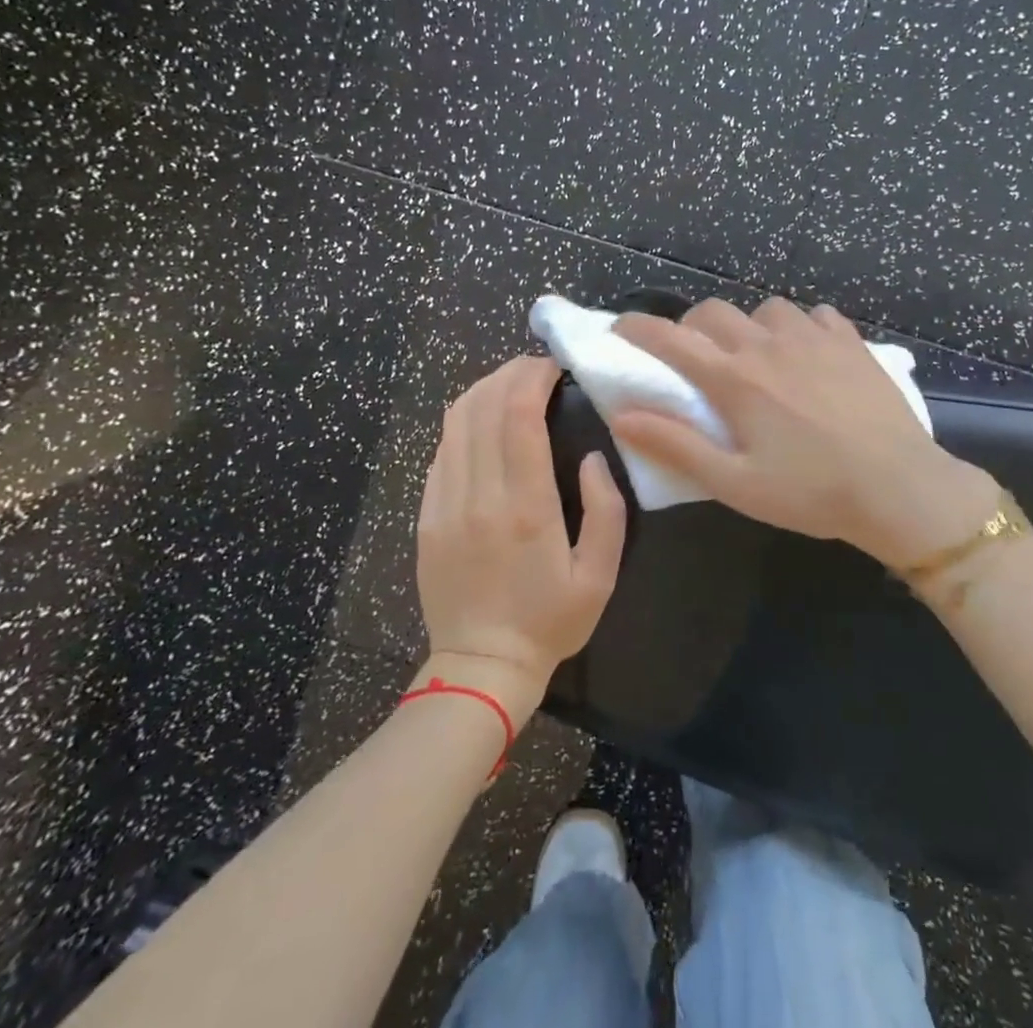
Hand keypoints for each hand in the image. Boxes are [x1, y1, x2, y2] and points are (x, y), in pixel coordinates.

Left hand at [416, 357, 626, 712]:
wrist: (481, 666)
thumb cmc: (550, 621)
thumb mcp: (600, 574)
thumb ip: (606, 509)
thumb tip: (592, 456)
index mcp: (525, 507)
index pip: (519, 416)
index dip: (534, 377)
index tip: (555, 366)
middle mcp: (479, 495)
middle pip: (483, 406)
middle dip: (510, 373)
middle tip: (538, 368)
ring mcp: (444, 503)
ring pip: (456, 422)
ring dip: (484, 390)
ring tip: (512, 385)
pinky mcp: (426, 514)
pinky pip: (441, 450)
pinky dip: (464, 422)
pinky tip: (484, 423)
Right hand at [609, 298, 998, 570]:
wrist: (899, 487)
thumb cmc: (811, 492)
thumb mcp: (734, 482)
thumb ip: (676, 445)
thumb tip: (623, 415)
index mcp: (735, 379)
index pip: (671, 339)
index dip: (637, 329)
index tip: (619, 329)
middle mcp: (768, 344)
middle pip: (714, 312)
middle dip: (692, 327)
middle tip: (695, 358)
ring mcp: (813, 337)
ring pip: (765, 309)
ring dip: (749, 326)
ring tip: (757, 357)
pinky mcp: (849, 340)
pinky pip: (814, 315)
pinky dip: (799, 327)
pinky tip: (807, 353)